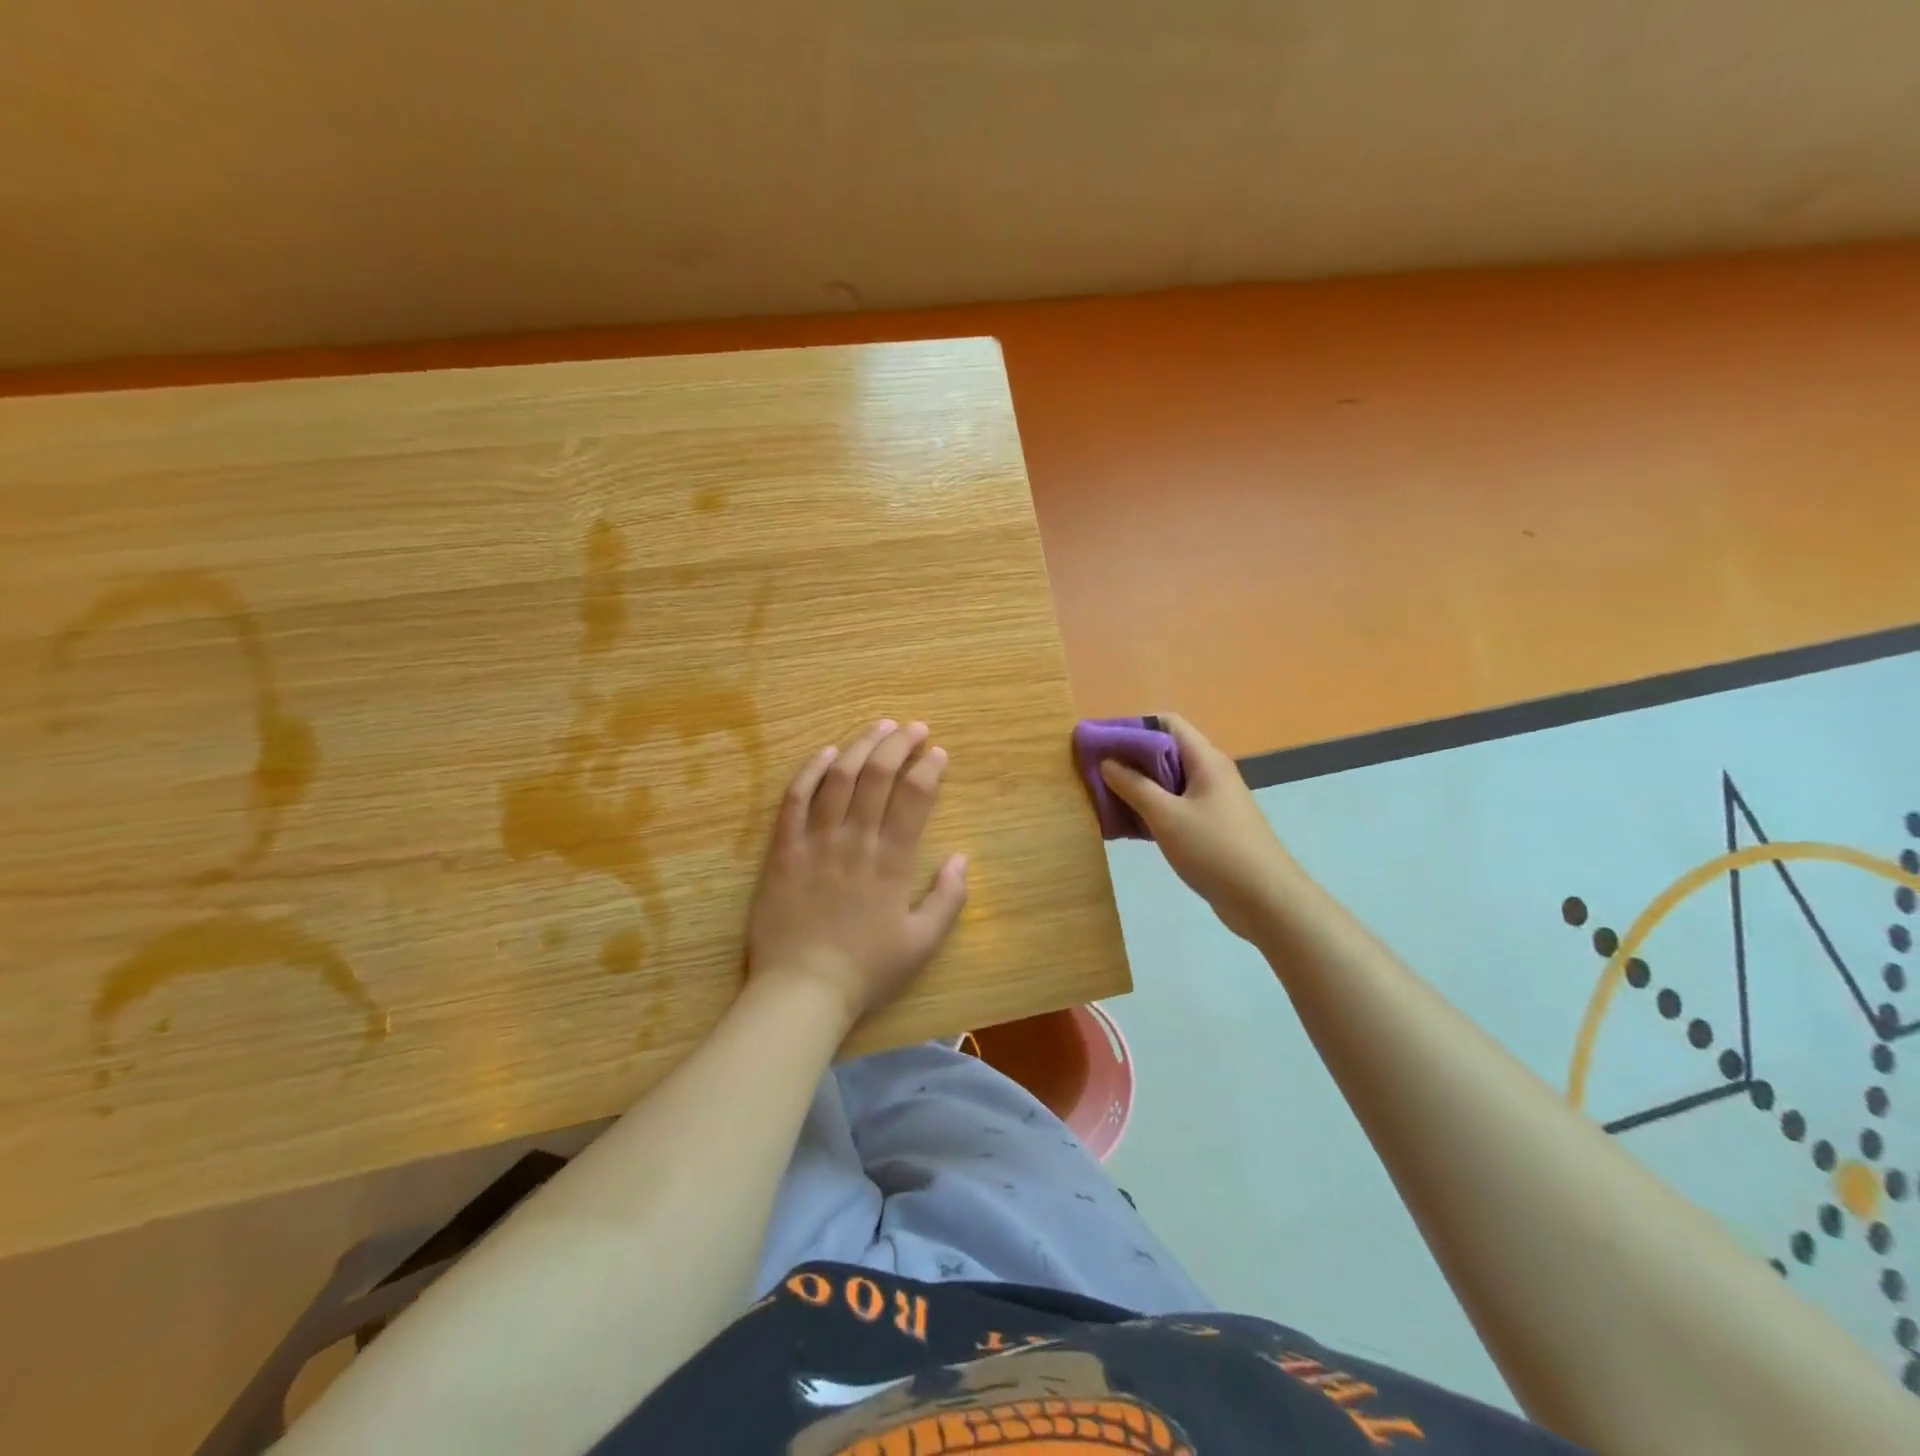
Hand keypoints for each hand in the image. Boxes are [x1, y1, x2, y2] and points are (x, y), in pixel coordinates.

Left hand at [747, 719, 968, 1027]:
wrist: (802, 991)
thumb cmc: (866, 970)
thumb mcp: (922, 944)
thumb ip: (948, 899)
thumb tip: (962, 857)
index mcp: (892, 861)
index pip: (914, 797)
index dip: (929, 768)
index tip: (938, 753)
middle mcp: (855, 840)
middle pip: (878, 775)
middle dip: (899, 744)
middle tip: (914, 728)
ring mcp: (815, 841)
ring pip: (838, 777)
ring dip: (861, 746)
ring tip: (879, 727)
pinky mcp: (783, 850)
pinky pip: (794, 800)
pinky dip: (810, 771)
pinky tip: (825, 753)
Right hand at [1098, 713, 1296, 943]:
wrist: (1266, 900)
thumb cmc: (1215, 850)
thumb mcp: (1166, 816)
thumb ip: (1134, 786)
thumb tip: (1107, 762)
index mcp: (1204, 760)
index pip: (1166, 723)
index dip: (1132, 727)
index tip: (1101, 743)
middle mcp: (1210, 772)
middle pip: (1165, 751)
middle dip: (1129, 758)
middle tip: (1095, 773)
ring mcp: (1213, 800)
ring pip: (1169, 781)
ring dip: (1138, 786)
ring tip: (1105, 799)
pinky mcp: (1212, 826)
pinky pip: (1176, 806)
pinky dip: (1152, 809)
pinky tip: (1129, 825)